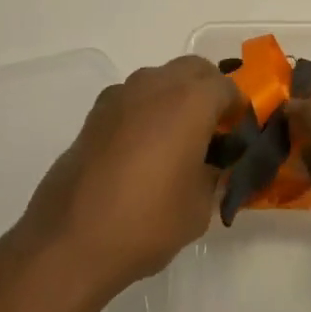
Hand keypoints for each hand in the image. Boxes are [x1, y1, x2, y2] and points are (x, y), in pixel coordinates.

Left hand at [13, 56, 237, 299]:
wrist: (70, 241)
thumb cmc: (148, 221)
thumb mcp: (200, 206)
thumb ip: (215, 175)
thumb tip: (215, 166)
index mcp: (190, 100)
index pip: (228, 88)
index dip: (239, 110)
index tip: (240, 136)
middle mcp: (156, 85)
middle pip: (194, 70)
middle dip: (209, 92)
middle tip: (215, 130)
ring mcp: (120, 96)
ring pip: (160, 79)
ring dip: (176, 97)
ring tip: (178, 140)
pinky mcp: (95, 114)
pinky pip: (133, 99)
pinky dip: (147, 111)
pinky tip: (144, 149)